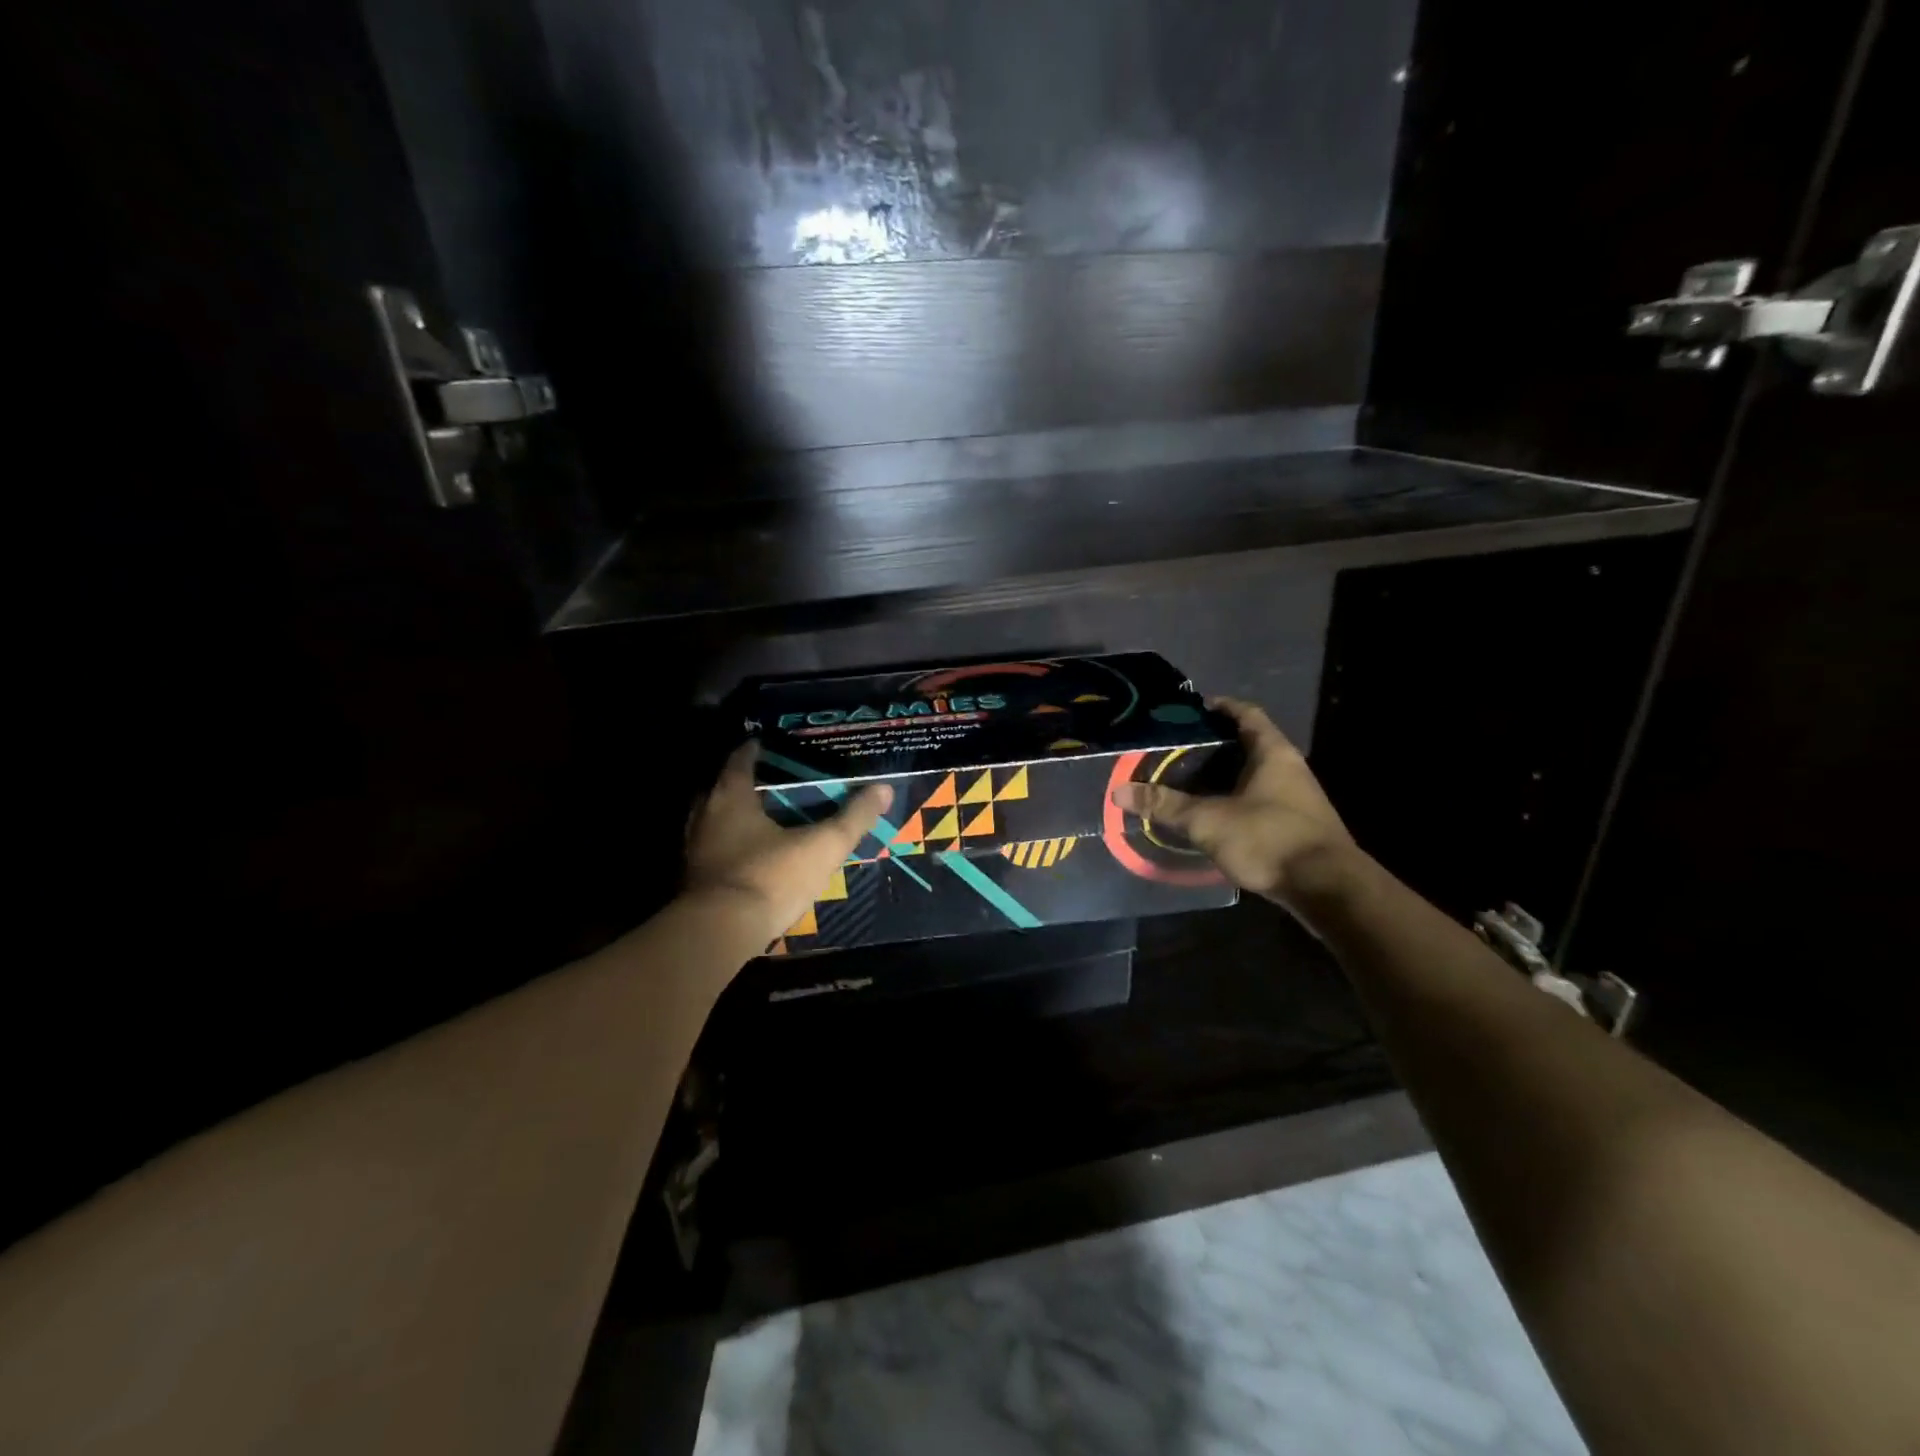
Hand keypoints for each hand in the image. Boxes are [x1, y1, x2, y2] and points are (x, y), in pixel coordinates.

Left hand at [683, 741, 893, 945]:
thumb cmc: (771, 877)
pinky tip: (749, 858)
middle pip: (720, 788)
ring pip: (711, 821)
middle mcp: (705, 816)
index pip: (740, 759)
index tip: (768, 744)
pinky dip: (727, 847)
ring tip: (760, 820)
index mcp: (732, 797)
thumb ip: (853, 817)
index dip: (755, 749)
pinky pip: (711, 851)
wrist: (720, 934)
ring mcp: (694, 849)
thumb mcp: (823, 846)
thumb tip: (883, 788)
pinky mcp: (693, 881)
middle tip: (769, 783)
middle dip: (742, 783)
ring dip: (731, 817)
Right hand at [1111, 697, 1356, 909]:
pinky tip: (1216, 816)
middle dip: (1217, 745)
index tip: (1195, 709)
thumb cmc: (1269, 838)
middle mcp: (1290, 768)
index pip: (1246, 714)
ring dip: (1227, 776)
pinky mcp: (1298, 826)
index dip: (1221, 707)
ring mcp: (1298, 798)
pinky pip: (1262, 800)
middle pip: (1251, 744)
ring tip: (1191, 782)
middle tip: (1179, 750)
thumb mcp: (1208, 820)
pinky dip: (1237, 800)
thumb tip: (1119, 791)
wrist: (1328, 888)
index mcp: (1272, 752)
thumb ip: (1165, 805)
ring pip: (1256, 775)